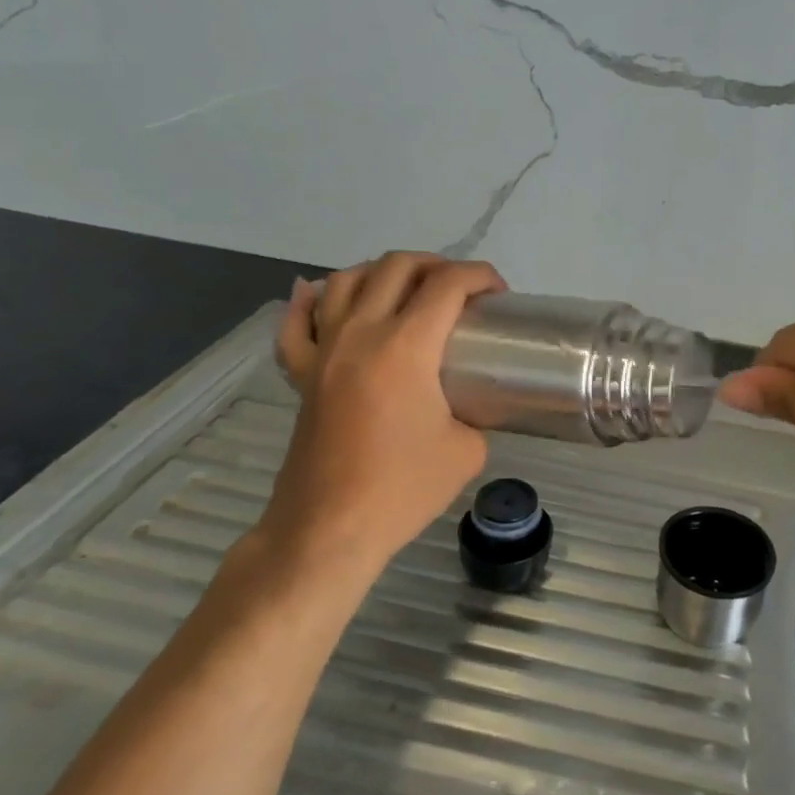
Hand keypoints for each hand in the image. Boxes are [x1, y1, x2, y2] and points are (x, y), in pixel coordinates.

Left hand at [270, 252, 505, 567]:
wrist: (329, 529)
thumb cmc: (402, 490)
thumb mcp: (466, 451)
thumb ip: (473, 414)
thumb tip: (463, 407)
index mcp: (406, 347)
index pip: (447, 285)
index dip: (479, 275)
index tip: (498, 292)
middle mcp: (361, 334)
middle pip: (396, 267)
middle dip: (436, 264)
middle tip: (460, 289)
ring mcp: (324, 351)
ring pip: (345, 280)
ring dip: (381, 271)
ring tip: (405, 287)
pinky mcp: (302, 374)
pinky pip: (297, 323)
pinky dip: (309, 300)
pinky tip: (321, 294)